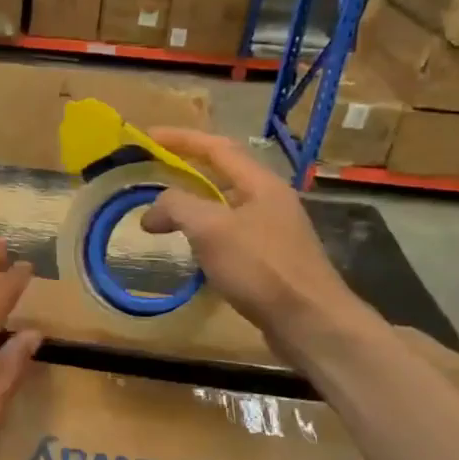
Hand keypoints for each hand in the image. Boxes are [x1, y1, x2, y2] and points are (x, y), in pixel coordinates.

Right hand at [139, 128, 360, 355]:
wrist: (310, 322)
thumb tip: (152, 211)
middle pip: (223, 174)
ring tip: (162, 213)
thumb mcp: (211, 229)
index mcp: (261, 184)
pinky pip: (229, 235)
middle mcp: (270, 201)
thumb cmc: (262, 268)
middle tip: (152, 173)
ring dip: (193, 205)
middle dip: (186, 170)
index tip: (148, 137)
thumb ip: (177, 207)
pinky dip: (203, 234)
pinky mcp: (270, 261)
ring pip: (224, 207)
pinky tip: (189, 250)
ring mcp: (272, 232)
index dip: (182, 139)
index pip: (217, 148)